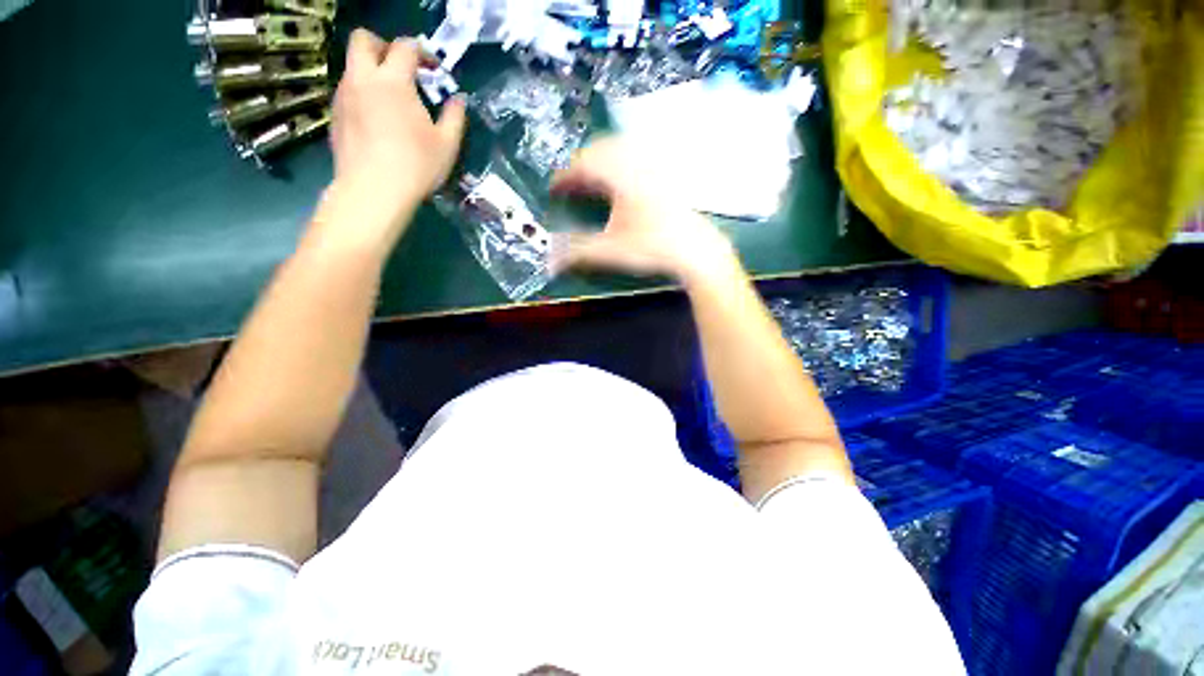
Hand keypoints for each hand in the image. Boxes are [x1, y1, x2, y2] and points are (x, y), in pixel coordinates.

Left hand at [327, 29, 466, 236]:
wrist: (374, 190)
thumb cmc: (416, 165)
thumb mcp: (447, 144)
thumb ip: (454, 117)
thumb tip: (459, 100)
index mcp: (394, 81)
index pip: (405, 47)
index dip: (421, 52)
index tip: (433, 69)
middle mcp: (363, 79)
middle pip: (363, 40)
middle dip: (382, 45)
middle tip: (401, 68)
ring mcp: (344, 96)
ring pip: (352, 66)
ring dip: (371, 72)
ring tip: (391, 101)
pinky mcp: (335, 116)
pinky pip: (347, 91)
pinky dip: (362, 95)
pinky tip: (377, 121)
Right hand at [550, 137, 737, 283]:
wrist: (695, 251)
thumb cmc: (652, 247)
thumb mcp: (610, 251)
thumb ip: (578, 253)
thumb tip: (551, 260)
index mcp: (619, 175)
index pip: (583, 166)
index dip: (564, 177)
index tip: (554, 189)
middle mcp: (637, 163)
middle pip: (601, 148)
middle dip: (582, 164)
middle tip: (572, 184)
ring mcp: (655, 166)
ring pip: (621, 149)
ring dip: (602, 159)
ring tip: (594, 180)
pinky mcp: (667, 175)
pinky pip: (638, 157)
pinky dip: (622, 163)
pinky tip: (624, 182)